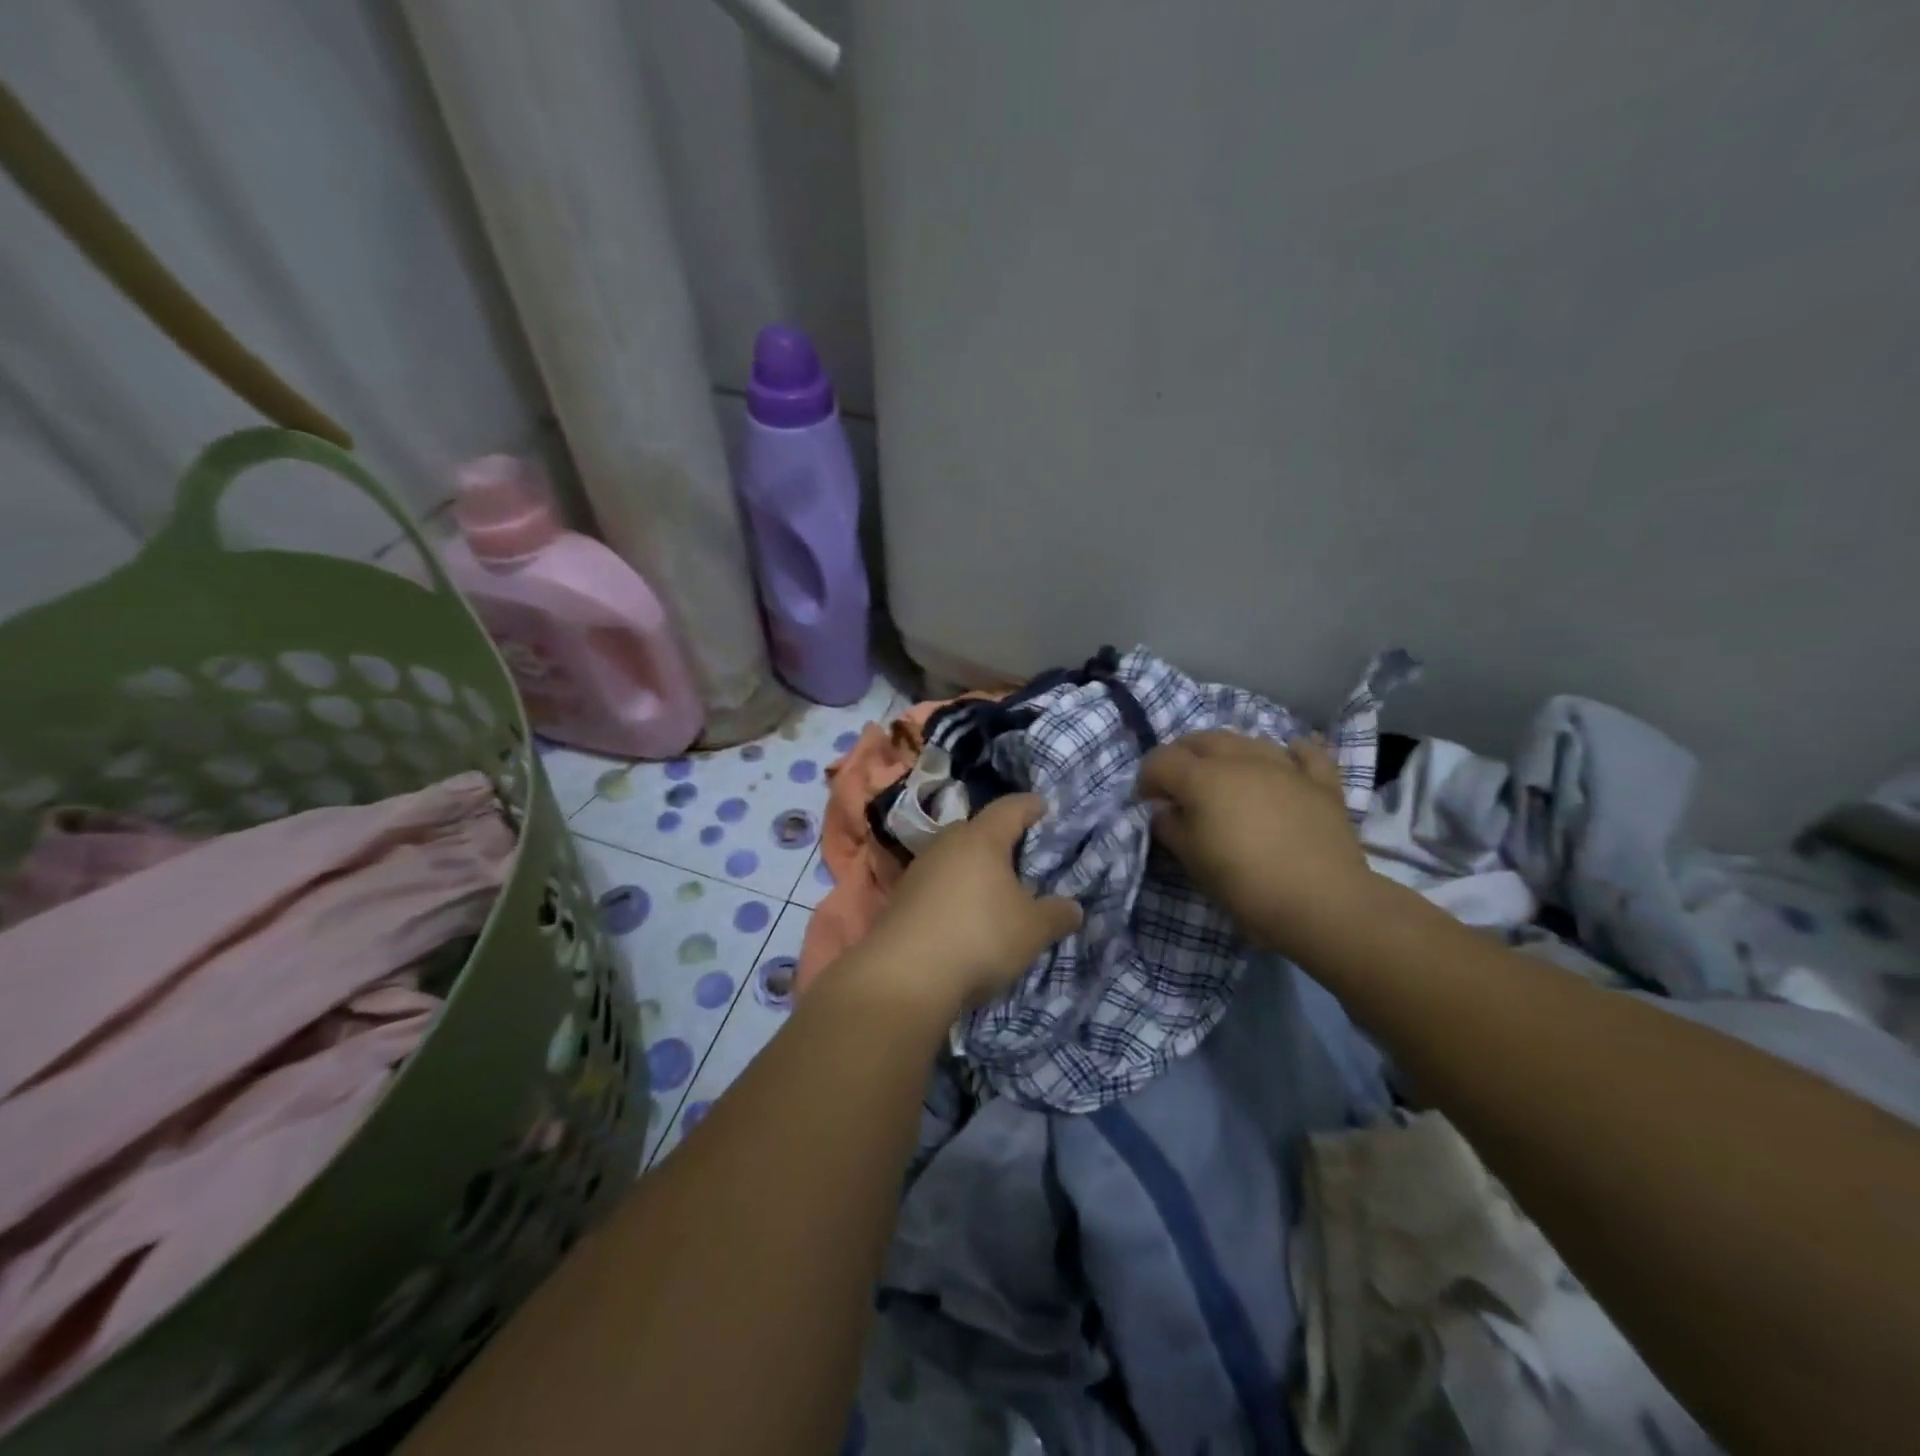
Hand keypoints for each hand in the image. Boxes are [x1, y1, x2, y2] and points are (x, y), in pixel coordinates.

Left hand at [862, 793, 1082, 1014]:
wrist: (905, 975)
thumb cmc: (979, 937)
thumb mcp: (1032, 930)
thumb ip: (1057, 914)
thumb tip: (1072, 907)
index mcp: (982, 838)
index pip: (1010, 808)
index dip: (1031, 806)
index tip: (1044, 808)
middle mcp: (946, 844)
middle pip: (978, 830)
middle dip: (1000, 840)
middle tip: (1022, 857)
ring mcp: (919, 870)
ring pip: (954, 858)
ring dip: (974, 869)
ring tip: (994, 892)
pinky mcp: (901, 898)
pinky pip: (937, 884)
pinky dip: (954, 893)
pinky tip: (964, 917)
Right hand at [1138, 731, 1375, 956]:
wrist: (1323, 902)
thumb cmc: (1245, 883)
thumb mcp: (1192, 860)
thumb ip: (1171, 827)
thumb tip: (1165, 810)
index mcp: (1203, 778)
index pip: (1161, 760)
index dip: (1147, 778)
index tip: (1147, 803)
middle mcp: (1241, 760)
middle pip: (1202, 739)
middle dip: (1182, 756)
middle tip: (1179, 786)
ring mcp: (1285, 767)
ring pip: (1248, 740)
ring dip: (1228, 753)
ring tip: (1225, 778)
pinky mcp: (1321, 782)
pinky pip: (1305, 753)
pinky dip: (1291, 752)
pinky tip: (1286, 759)